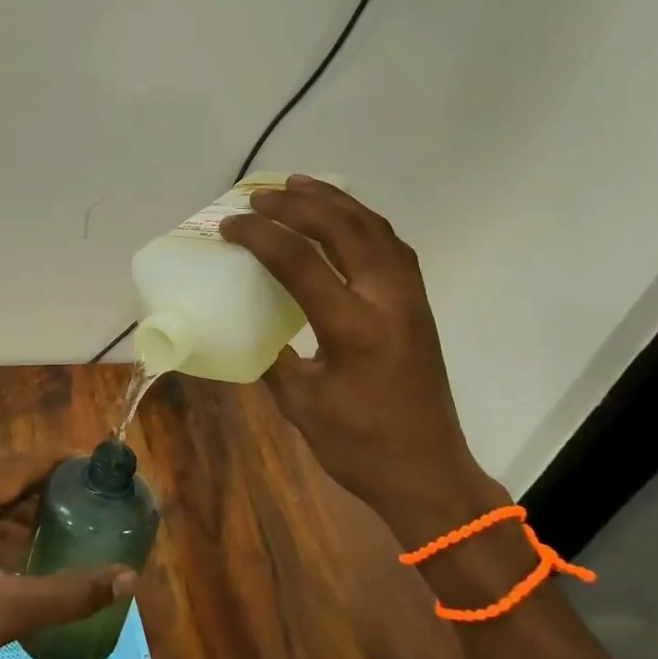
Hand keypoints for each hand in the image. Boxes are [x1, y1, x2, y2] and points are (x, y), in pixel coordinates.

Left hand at [0, 446, 137, 658]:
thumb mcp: (7, 613)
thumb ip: (70, 593)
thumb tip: (128, 578)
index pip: (11, 465)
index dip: (53, 461)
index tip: (90, 463)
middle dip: (36, 473)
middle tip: (77, 488)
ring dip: (13, 489)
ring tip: (55, 508)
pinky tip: (17, 532)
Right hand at [219, 176, 508, 540]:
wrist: (428, 473)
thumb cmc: (359, 446)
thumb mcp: (300, 405)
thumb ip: (273, 356)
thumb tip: (247, 323)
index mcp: (352, 328)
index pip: (300, 262)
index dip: (260, 236)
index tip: (229, 227)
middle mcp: (387, 301)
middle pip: (344, 229)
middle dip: (298, 204)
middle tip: (261, 195)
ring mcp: (409, 299)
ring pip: (375, 228)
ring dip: (334, 202)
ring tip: (299, 185)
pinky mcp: (417, 305)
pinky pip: (391, 245)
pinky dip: (361, 221)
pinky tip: (340, 220)